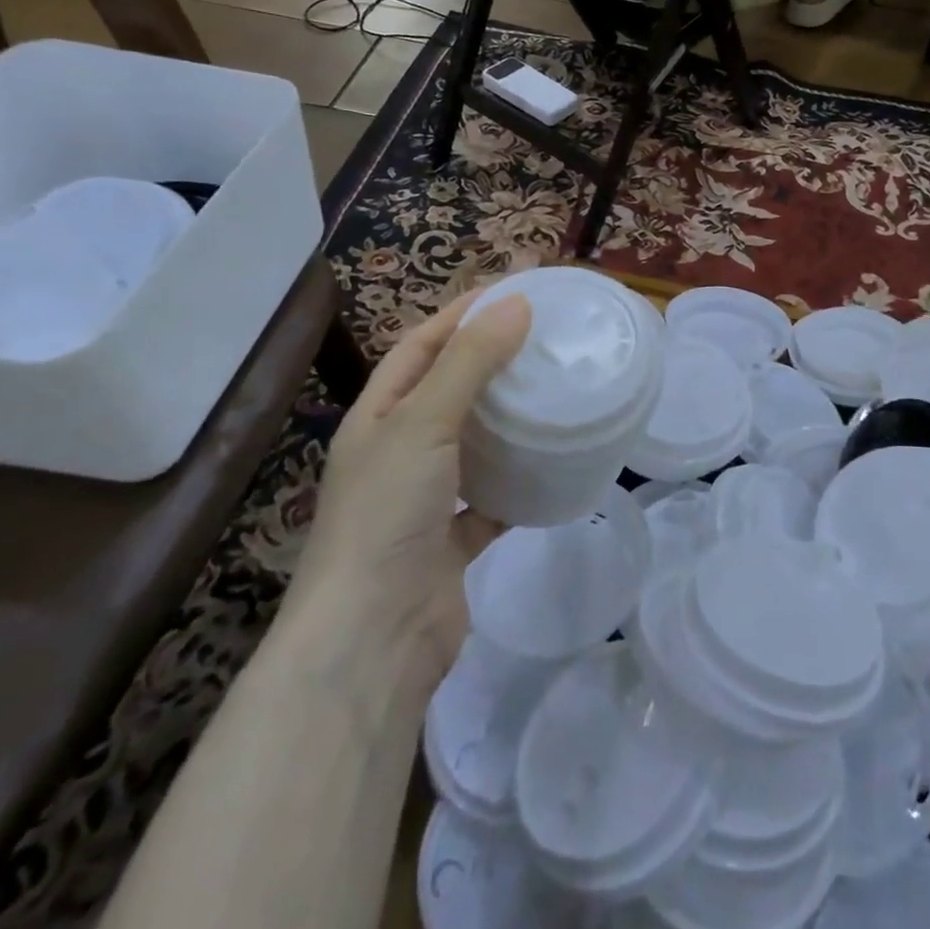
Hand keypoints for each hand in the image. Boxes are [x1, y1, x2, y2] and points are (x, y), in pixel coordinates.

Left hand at [290, 288, 531, 669]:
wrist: (374, 637)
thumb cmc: (388, 512)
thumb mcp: (424, 422)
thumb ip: (470, 362)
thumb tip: (517, 303)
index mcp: (378, 416)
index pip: (421, 345)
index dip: (462, 314)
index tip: (514, 291)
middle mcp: (398, 452)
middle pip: (449, 390)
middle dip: (491, 360)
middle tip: (545, 337)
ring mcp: (425, 498)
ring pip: (474, 444)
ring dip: (508, 420)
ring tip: (555, 390)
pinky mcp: (453, 540)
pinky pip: (494, 499)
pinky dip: (520, 483)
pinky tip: (554, 466)